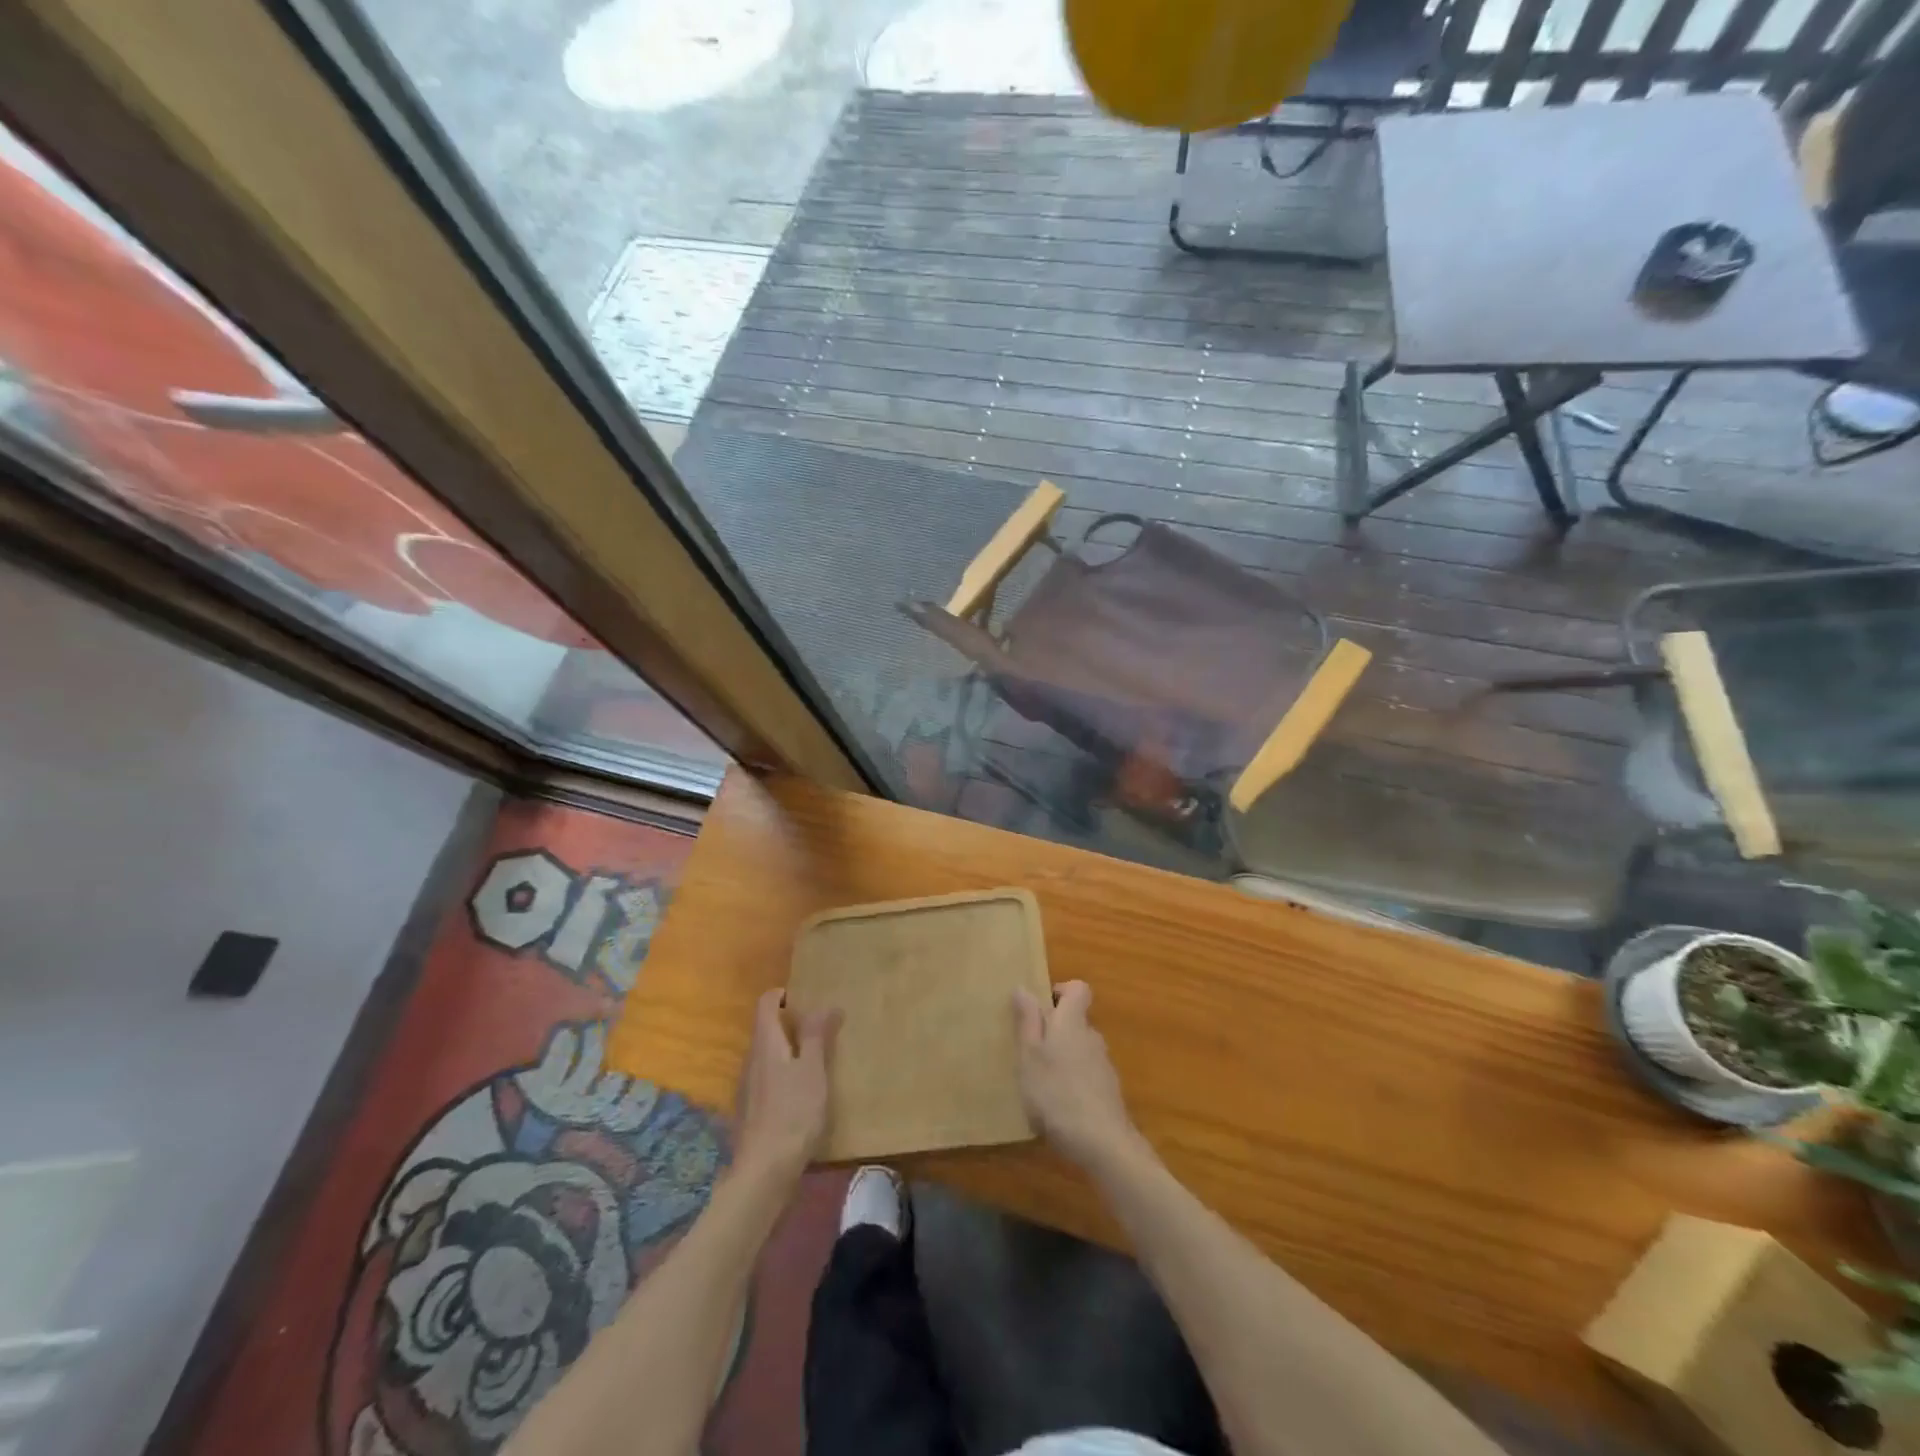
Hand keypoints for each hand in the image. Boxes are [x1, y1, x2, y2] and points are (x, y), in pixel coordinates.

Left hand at [734, 989, 839, 1184]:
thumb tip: (826, 1004)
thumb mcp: (813, 1070)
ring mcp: (747, 1087)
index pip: (765, 1003)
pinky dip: (782, 1075)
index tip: (805, 999)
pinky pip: (765, 1079)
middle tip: (819, 1029)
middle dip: (789, 1024)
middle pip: (765, 1029)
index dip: (781, 995)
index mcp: (766, 1043)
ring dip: (786, 1051)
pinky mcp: (750, 1111)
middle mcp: (751, 1060)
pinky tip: (800, 1094)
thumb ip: (817, 1036)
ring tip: (814, 1061)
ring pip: (766, 1056)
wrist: (764, 1171)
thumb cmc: (793, 1113)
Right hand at [1012, 981, 1140, 1170]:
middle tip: (1029, 1050)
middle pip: (1076, 1021)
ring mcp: (1103, 1066)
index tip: (1040, 1008)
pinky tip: (1057, 1107)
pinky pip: (1086, 1075)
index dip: (1060, 991)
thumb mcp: (1030, 1055)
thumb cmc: (1056, 1093)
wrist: (1102, 1142)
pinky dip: (1072, 1082)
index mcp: (1072, 1023)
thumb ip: (1028, 1021)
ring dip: (1062, 1058)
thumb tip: (1024, 988)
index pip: (1078, 989)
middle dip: (1054, 1030)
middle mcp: (1092, 1037)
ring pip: (1080, 1049)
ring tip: (1039, 1082)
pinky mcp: (1107, 1092)